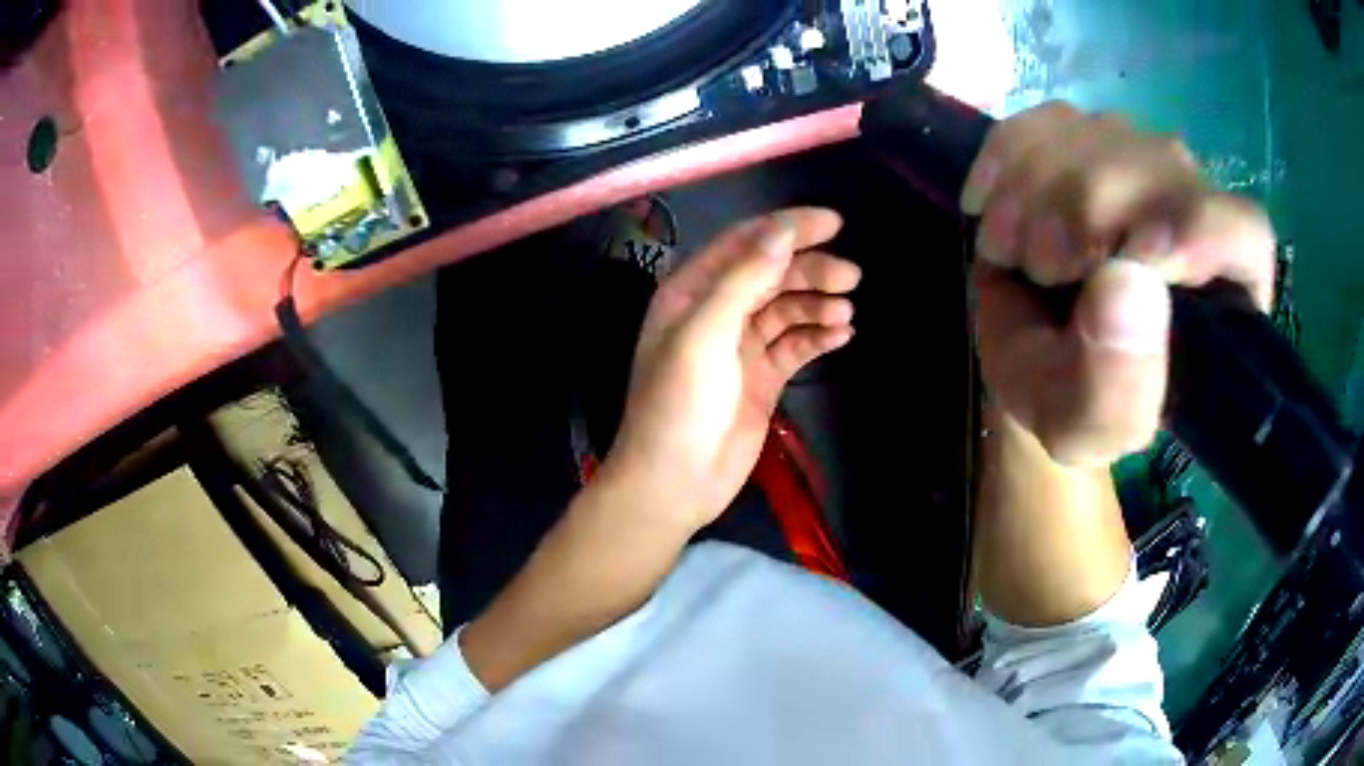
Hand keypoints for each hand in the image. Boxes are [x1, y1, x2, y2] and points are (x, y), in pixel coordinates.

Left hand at [600, 208, 860, 531]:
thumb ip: (744, 279)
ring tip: (844, 314)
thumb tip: (782, 231)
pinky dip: (818, 337)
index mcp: (691, 291)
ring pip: (788, 309)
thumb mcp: (705, 334)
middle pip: (772, 274)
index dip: (787, 228)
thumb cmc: (678, 404)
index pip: (744, 244)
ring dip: (818, 305)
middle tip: (851, 277)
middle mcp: (717, 311)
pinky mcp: (763, 378)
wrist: (675, 481)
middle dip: (811, 270)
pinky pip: (796, 346)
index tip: (833, 223)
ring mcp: (742, 346)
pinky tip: (842, 336)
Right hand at [962, 103, 1275, 466]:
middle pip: (1161, 168)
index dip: (1201, 230)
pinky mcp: (1086, 137)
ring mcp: (1140, 164)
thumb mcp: (1085, 429)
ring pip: (1100, 134)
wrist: (1029, 356)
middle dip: (1086, 212)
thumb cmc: (1070, 403)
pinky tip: (994, 206)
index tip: (1138, 256)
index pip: (1244, 234)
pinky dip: (1007, 159)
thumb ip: (1115, 391)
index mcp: (1224, 302)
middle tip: (1039, 267)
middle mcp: (1196, 216)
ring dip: (1037, 190)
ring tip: (1014, 251)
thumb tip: (1126, 283)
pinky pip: (1047, 118)